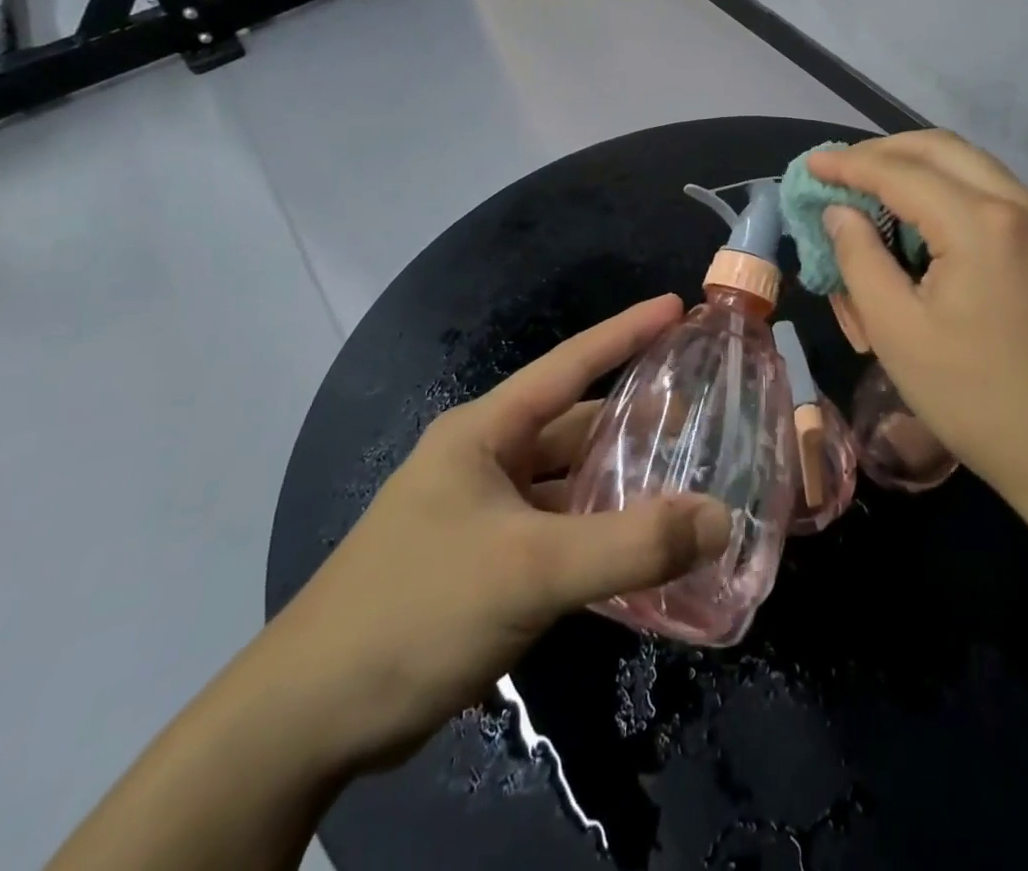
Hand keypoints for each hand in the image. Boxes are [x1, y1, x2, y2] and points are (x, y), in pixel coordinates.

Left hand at [258, 295, 730, 767]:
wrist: (306, 721)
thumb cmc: (417, 610)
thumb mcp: (530, 571)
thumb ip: (630, 545)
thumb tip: (721, 518)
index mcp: (485, 432)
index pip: (570, 363)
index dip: (626, 331)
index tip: (676, 306)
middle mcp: (485, 460)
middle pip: (574, 425)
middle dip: (634, 417)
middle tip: (700, 414)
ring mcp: (481, 513)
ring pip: (567, 483)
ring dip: (618, 482)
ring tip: (683, 481)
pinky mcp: (483, 563)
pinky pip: (558, 532)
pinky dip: (598, 534)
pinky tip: (638, 550)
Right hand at [811, 132, 1027, 518]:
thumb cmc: (982, 403)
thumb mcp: (899, 334)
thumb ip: (860, 260)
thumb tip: (840, 212)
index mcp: (981, 224)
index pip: (900, 172)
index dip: (849, 165)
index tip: (810, 165)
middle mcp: (1023, 204)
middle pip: (942, 148)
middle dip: (884, 151)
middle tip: (840, 171)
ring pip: (972, 166)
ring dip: (919, 167)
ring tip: (874, 190)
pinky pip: (995, 193)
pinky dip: (951, 190)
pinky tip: (925, 221)